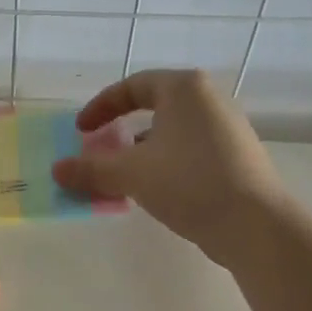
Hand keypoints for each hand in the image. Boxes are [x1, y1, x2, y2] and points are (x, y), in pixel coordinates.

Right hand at [52, 69, 287, 267]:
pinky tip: (156, 192)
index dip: (100, 107)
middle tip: (100, 152)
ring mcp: (227, 128)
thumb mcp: (131, 174)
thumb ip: (91, 169)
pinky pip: (189, 151)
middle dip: (120, 132)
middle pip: (153, 107)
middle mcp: (209, 100)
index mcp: (184, 88)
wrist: (254, 224)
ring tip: (123, 178)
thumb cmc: (188, 182)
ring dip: (142, 152)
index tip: (81, 131)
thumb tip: (57, 170)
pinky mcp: (237, 157)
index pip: (132, 86)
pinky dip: (165, 164)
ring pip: (171, 133)